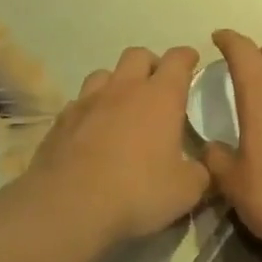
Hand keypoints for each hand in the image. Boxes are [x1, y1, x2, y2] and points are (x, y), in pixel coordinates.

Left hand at [25, 46, 210, 243]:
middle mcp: (124, 89)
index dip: (187, 57)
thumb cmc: (137, 191)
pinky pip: (80, 102)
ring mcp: (88, 101)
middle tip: (158, 86)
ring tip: (122, 105)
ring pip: (104, 74)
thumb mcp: (186, 191)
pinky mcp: (61, 120)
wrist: (69, 205)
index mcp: (160, 97)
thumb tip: (201, 167)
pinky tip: (93, 130)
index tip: (192, 61)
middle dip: (151, 64)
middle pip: (137, 56)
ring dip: (117, 83)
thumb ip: (200, 173)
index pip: (178, 60)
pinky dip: (91, 109)